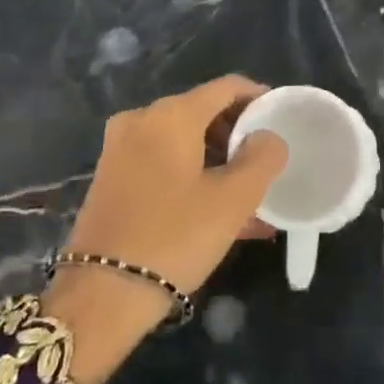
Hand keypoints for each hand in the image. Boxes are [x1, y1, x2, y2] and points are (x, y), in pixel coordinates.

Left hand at [44, 76, 287, 383]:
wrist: (101, 295)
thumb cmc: (174, 238)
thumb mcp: (232, 200)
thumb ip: (261, 159)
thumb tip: (268, 137)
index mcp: (171, 115)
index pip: (225, 88)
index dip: (258, 97)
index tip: (281, 118)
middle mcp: (141, 120)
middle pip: (202, 112)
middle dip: (238, 135)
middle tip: (267, 162)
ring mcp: (120, 149)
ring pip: (183, 142)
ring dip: (218, 162)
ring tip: (250, 196)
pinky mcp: (111, 178)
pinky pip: (163, 164)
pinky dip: (193, 177)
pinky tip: (218, 212)